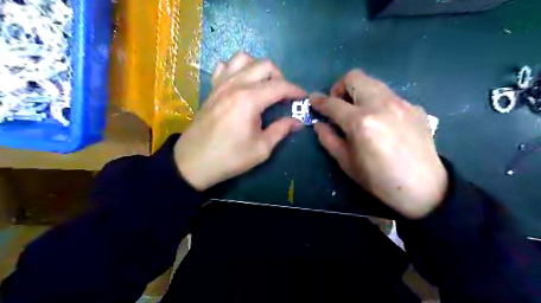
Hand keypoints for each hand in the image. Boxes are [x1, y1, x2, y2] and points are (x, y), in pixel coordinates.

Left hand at [173, 50, 302, 188]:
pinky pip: (225, 66)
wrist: (193, 162)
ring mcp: (221, 84)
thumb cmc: (229, 158)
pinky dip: (237, 69)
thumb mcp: (261, 149)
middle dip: (280, 77)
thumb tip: (297, 122)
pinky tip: (240, 83)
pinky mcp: (212, 89)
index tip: (303, 98)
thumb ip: (281, 130)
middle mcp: (235, 85)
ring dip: (259, 68)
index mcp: (249, 100)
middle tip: (283, 96)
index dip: (295, 90)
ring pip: (244, 58)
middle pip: (265, 65)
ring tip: (263, 86)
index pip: (279, 86)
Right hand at [311, 70, 445, 218]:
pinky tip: (382, 122)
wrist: (423, 188)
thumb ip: (328, 139)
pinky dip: (378, 103)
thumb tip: (319, 124)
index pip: (333, 103)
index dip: (319, 101)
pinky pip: (389, 96)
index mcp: (361, 122)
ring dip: (359, 93)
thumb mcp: (346, 163)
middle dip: (340, 87)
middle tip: (339, 105)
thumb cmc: (378, 180)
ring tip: (359, 112)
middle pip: (355, 77)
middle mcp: (381, 105)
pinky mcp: (415, 107)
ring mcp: (401, 103)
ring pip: (373, 83)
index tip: (313, 100)